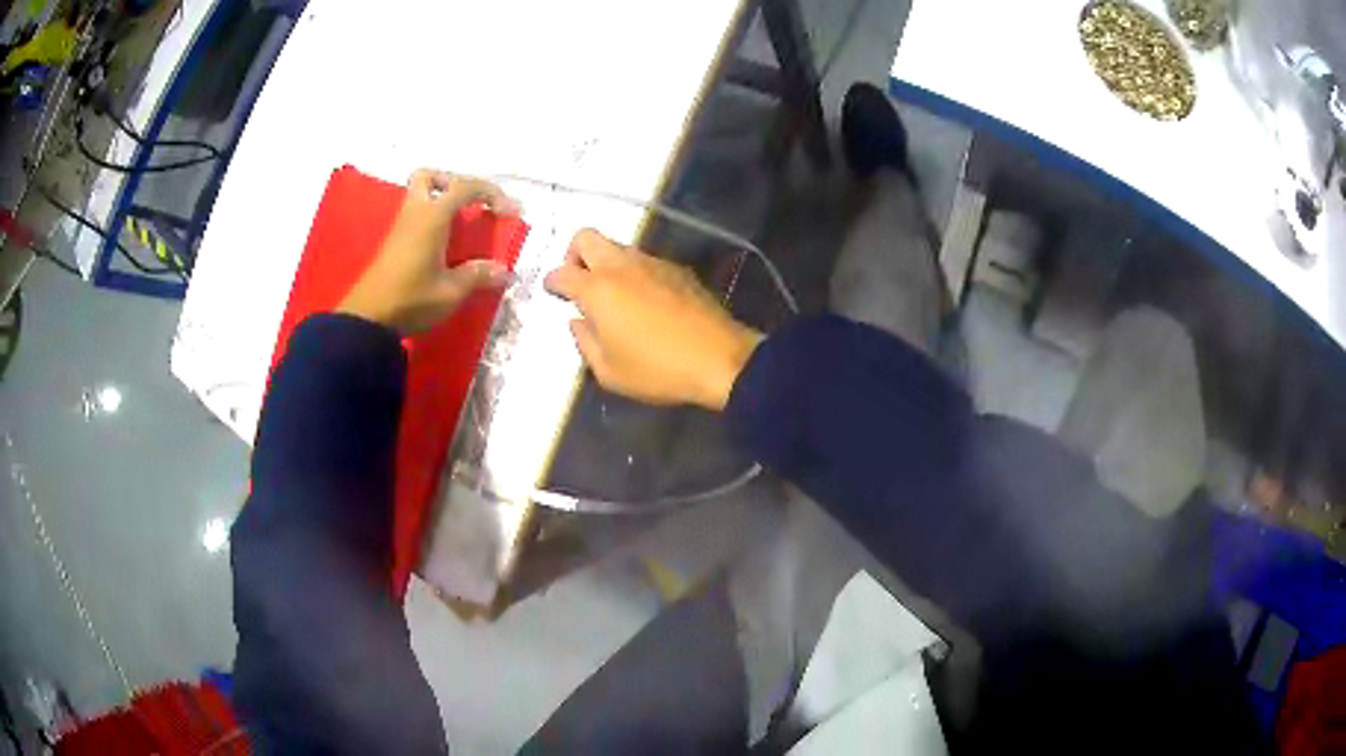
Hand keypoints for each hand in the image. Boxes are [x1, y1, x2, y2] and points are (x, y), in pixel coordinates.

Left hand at [338, 169, 518, 333]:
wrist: (368, 318)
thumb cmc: (411, 299)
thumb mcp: (450, 291)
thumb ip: (477, 276)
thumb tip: (503, 271)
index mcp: (432, 216)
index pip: (465, 186)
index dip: (492, 193)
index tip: (510, 212)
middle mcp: (415, 213)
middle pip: (430, 177)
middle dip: (454, 182)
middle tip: (471, 204)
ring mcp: (401, 227)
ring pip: (419, 195)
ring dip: (442, 200)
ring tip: (461, 223)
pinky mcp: (394, 243)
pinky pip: (416, 215)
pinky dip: (433, 218)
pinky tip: (444, 242)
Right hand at [544, 229, 762, 410]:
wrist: (720, 359)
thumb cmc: (658, 370)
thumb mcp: (609, 372)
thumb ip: (585, 342)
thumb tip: (578, 321)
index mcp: (598, 289)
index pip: (562, 272)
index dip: (552, 281)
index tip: (553, 292)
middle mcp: (622, 266)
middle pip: (586, 237)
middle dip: (574, 254)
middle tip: (580, 282)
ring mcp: (652, 262)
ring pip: (618, 246)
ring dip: (607, 263)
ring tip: (614, 296)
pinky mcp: (678, 269)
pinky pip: (645, 260)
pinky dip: (634, 272)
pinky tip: (644, 301)